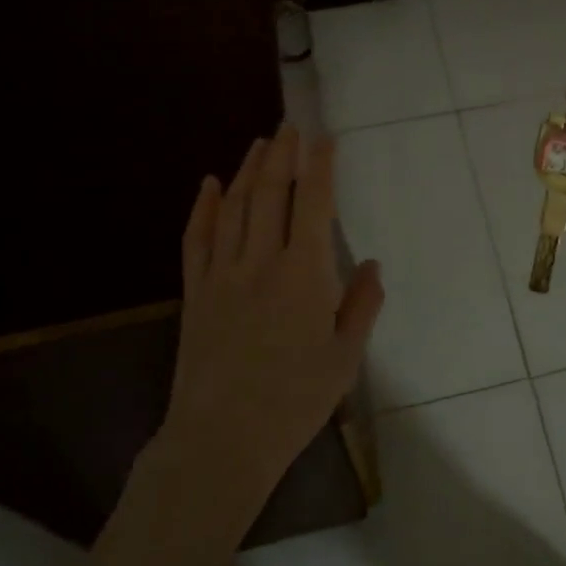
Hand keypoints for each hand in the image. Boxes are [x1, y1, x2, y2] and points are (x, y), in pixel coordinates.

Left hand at [163, 123, 384, 505]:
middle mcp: (261, 262)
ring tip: (260, 143)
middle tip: (290, 126)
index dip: (320, 166)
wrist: (221, 440)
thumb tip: (370, 263)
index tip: (325, 138)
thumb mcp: (345, 357)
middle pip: (271, 193)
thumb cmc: (294, 401)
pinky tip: (210, 183)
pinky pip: (197, 238)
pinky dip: (203, 207)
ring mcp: (222, 274)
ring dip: (248, 170)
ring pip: (235, 207)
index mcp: (304, 275)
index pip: (314, 204)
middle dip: (282, 154)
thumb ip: (361, 305)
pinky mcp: (195, 292)